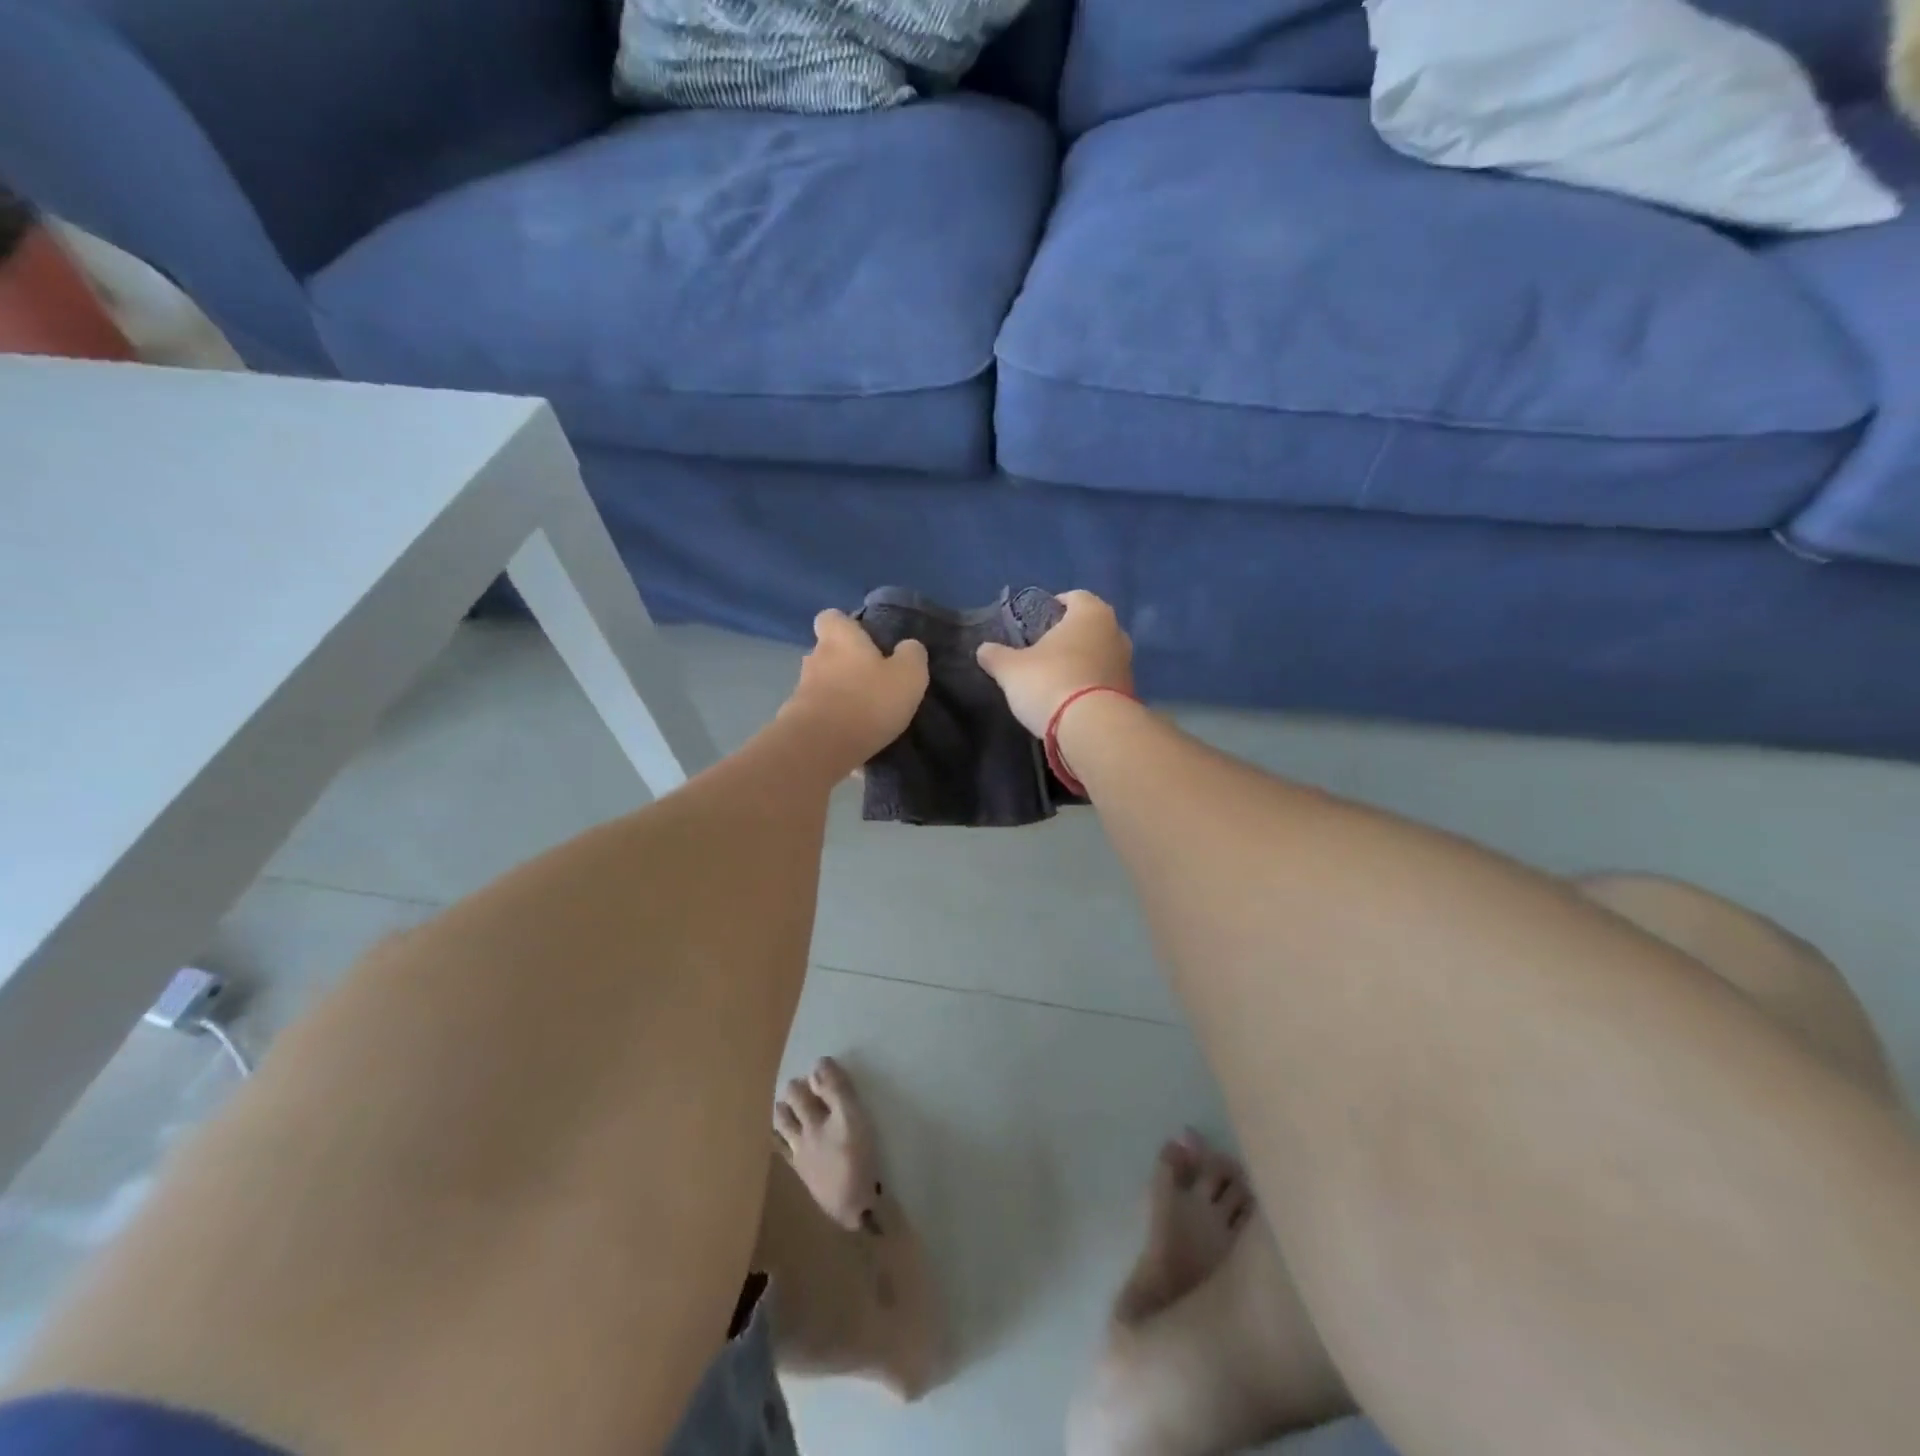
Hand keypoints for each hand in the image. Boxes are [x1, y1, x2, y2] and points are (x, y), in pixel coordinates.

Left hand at [780, 609, 928, 768]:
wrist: (821, 747)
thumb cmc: (868, 700)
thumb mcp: (908, 675)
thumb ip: (912, 655)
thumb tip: (908, 646)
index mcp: (840, 638)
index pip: (831, 617)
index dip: (846, 625)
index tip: (866, 640)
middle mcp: (815, 658)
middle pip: (827, 652)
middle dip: (847, 664)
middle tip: (873, 681)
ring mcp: (801, 690)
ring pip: (823, 684)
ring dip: (840, 695)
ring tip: (865, 714)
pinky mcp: (796, 720)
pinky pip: (820, 714)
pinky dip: (834, 722)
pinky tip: (853, 738)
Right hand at [976, 590, 1133, 737]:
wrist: (1090, 729)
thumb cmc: (1049, 682)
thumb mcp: (1011, 669)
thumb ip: (996, 656)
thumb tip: (983, 649)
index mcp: (1091, 614)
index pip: (1076, 597)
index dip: (1056, 605)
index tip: (1038, 620)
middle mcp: (1116, 632)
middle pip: (1091, 626)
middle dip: (1070, 635)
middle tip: (1045, 649)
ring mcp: (1127, 664)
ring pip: (1101, 653)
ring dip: (1082, 661)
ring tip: (1057, 676)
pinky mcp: (1129, 693)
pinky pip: (1105, 680)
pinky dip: (1091, 684)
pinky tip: (1071, 699)